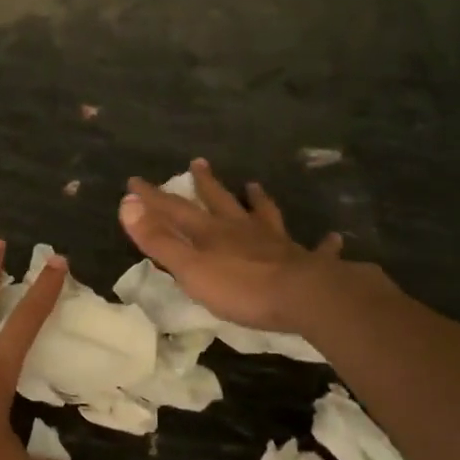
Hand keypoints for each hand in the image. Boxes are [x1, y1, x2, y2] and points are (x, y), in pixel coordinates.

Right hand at [119, 158, 383, 332]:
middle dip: (206, 183)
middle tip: (199, 162)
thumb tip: (126, 204)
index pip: (176, 209)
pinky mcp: (307, 262)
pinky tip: (333, 237)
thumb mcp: (190, 267)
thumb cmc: (241, 287)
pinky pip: (317, 249)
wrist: (304, 297)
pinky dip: (324, 243)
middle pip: (221, 201)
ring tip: (255, 186)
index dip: (153, 196)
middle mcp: (243, 230)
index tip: (134, 181)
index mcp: (212, 233)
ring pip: (265, 215)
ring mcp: (277, 243)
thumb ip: (159, 239)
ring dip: (258, 201)